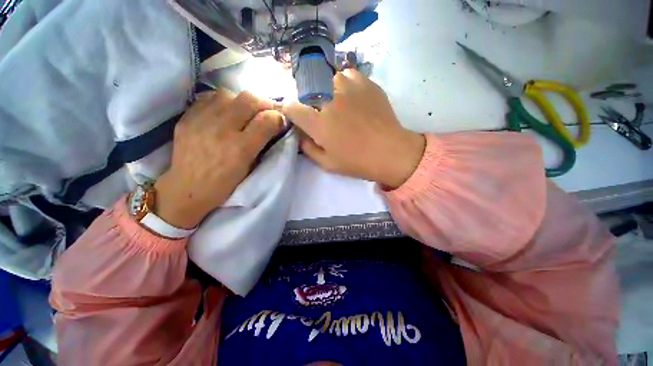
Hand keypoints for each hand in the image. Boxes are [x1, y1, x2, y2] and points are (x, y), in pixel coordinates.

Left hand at [154, 89, 283, 228]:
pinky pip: (209, 98)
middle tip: (265, 112)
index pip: (267, 120)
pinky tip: (224, 113)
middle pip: (249, 99)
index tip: (279, 121)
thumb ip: (263, 144)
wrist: (187, 189)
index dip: (278, 117)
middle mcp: (222, 130)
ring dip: (242, 101)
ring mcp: (201, 121)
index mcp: (241, 149)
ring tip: (243, 112)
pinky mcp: (187, 118)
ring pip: (229, 94)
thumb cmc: (225, 184)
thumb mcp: (250, 167)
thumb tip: (274, 124)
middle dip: (263, 103)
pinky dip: (222, 102)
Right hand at [283, 69, 424, 188]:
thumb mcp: (327, 164)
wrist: (390, 151)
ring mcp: (348, 88)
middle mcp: (329, 101)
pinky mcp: (365, 82)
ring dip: (327, 91)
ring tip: (338, 103)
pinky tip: (352, 96)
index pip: (292, 107)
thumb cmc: (357, 162)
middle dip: (309, 102)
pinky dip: (345, 84)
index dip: (291, 111)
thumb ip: (308, 149)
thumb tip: (300, 135)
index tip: (297, 116)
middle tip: (320, 113)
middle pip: (307, 91)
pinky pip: (347, 75)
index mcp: (319, 124)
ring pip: (327, 80)